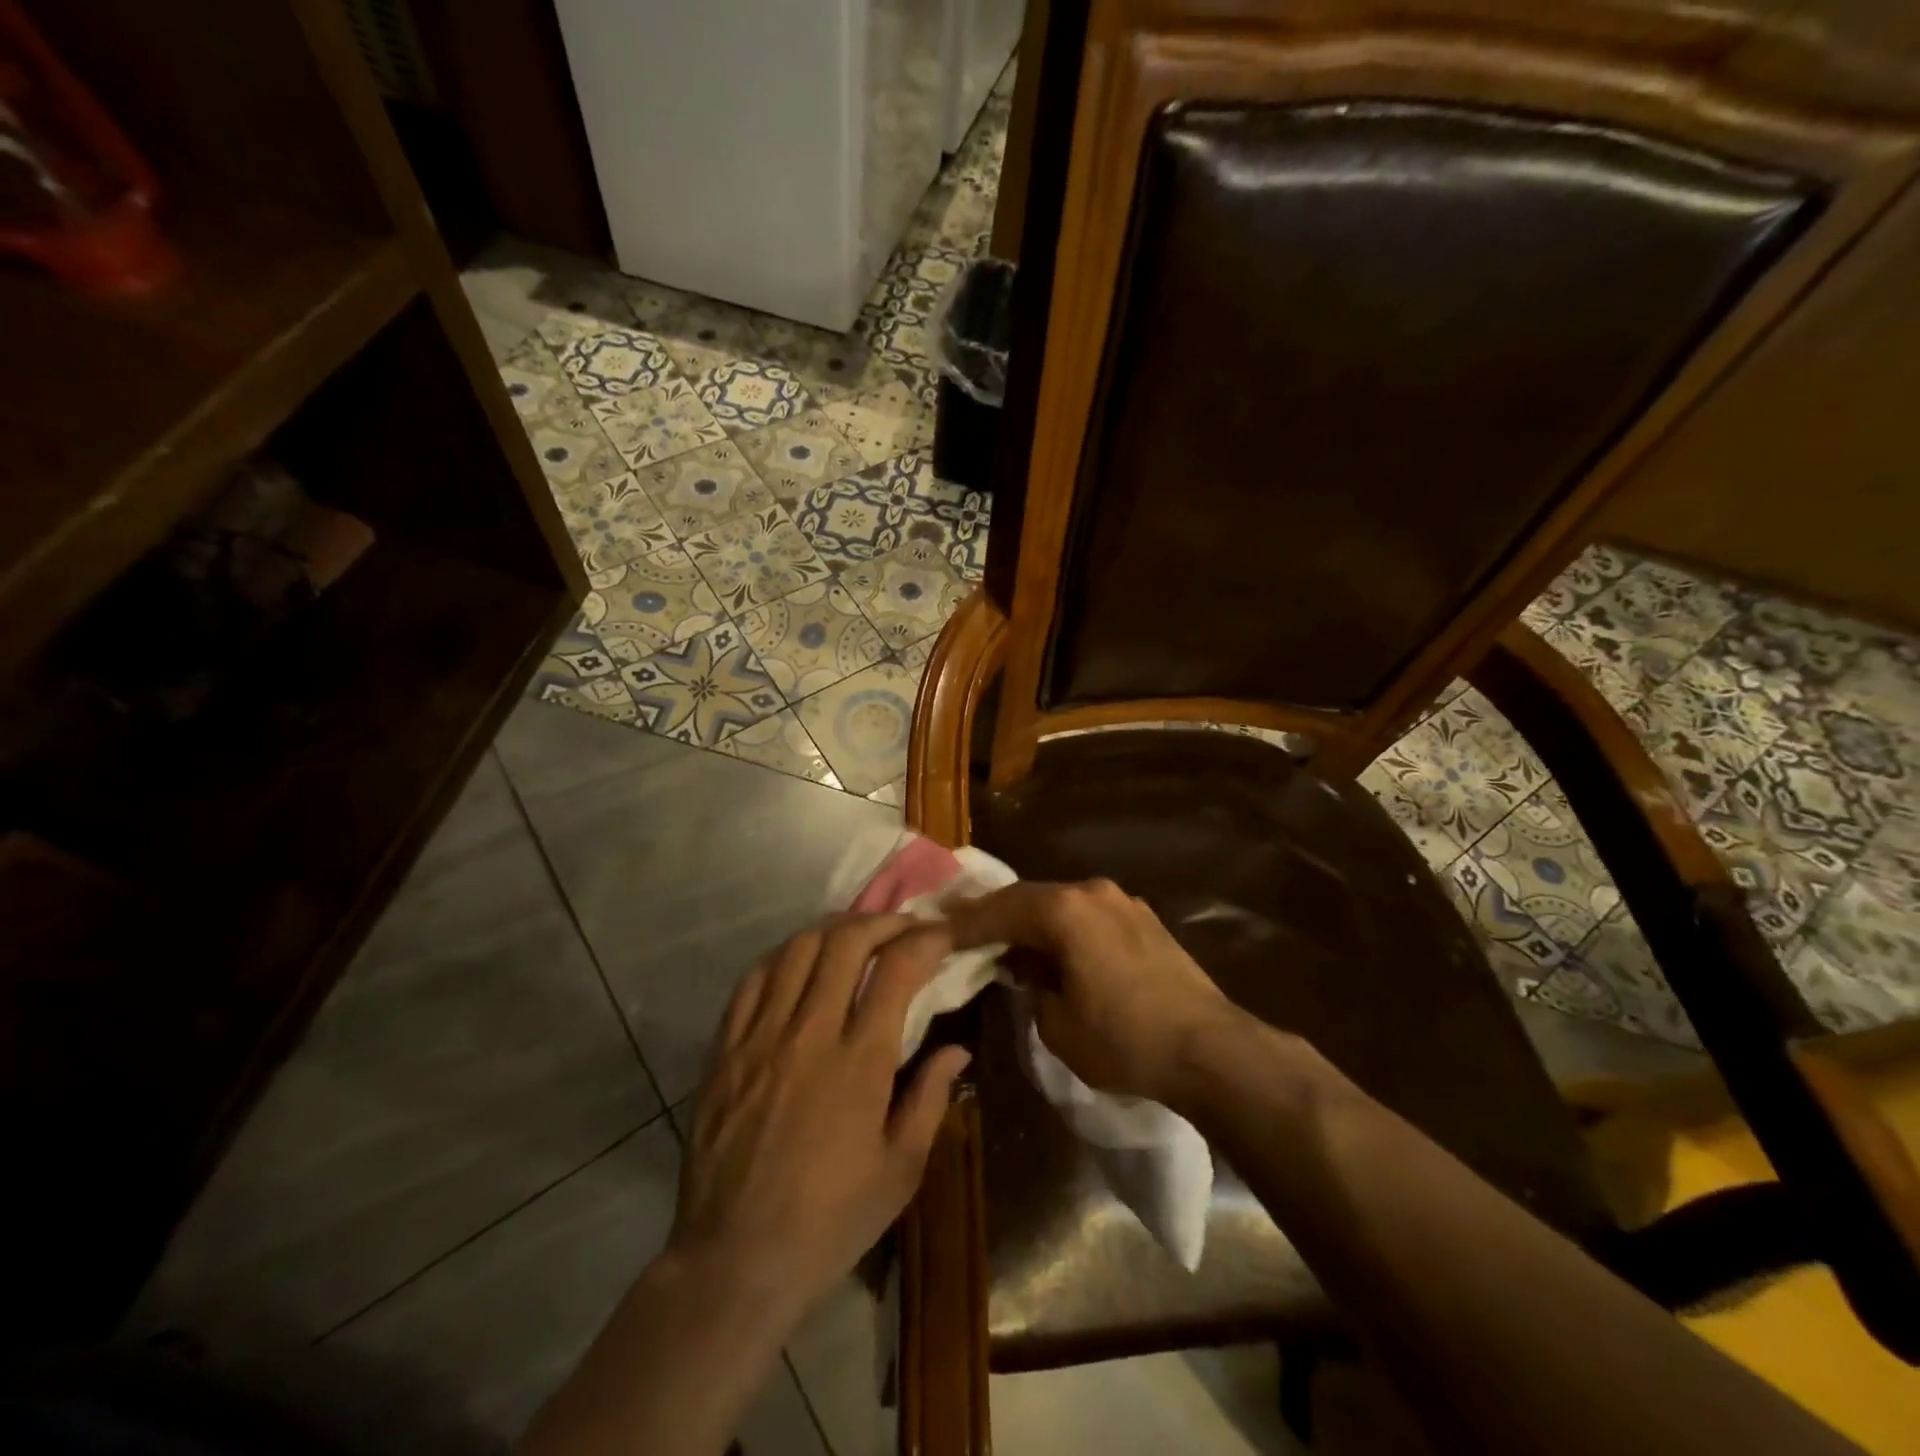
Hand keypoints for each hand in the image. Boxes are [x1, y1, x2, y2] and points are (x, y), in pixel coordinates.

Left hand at [669, 914, 970, 1319]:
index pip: (896, 969)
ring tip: (856, 935)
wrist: (734, 1260)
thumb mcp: (900, 1171)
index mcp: (859, 1064)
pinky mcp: (725, 1049)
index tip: (942, 934)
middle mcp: (808, 1035)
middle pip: (845, 942)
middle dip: (882, 921)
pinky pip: (752, 979)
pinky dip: (783, 956)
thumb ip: (931, 1098)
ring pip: (797, 949)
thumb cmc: (830, 1221)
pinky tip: (800, 962)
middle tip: (903, 926)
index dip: (925, 939)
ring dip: (834, 929)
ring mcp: (760, 1037)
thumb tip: (958, 1048)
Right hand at [945, 878, 1239, 1104]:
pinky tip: (1054, 949)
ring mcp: (1123, 902)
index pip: (1000, 909)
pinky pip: (1088, 915)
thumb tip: (1032, 970)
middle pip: (1029, 897)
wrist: (1210, 1049)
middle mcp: (1092, 892)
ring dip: (1031, 921)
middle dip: (995, 915)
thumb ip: (1032, 986)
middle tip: (961, 927)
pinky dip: (1063, 928)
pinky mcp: (1144, 920)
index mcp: (1065, 910)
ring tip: (1005, 940)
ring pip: (1061, 904)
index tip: (935, 930)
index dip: (965, 923)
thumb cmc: (1124, 1040)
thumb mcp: (1057, 1024)